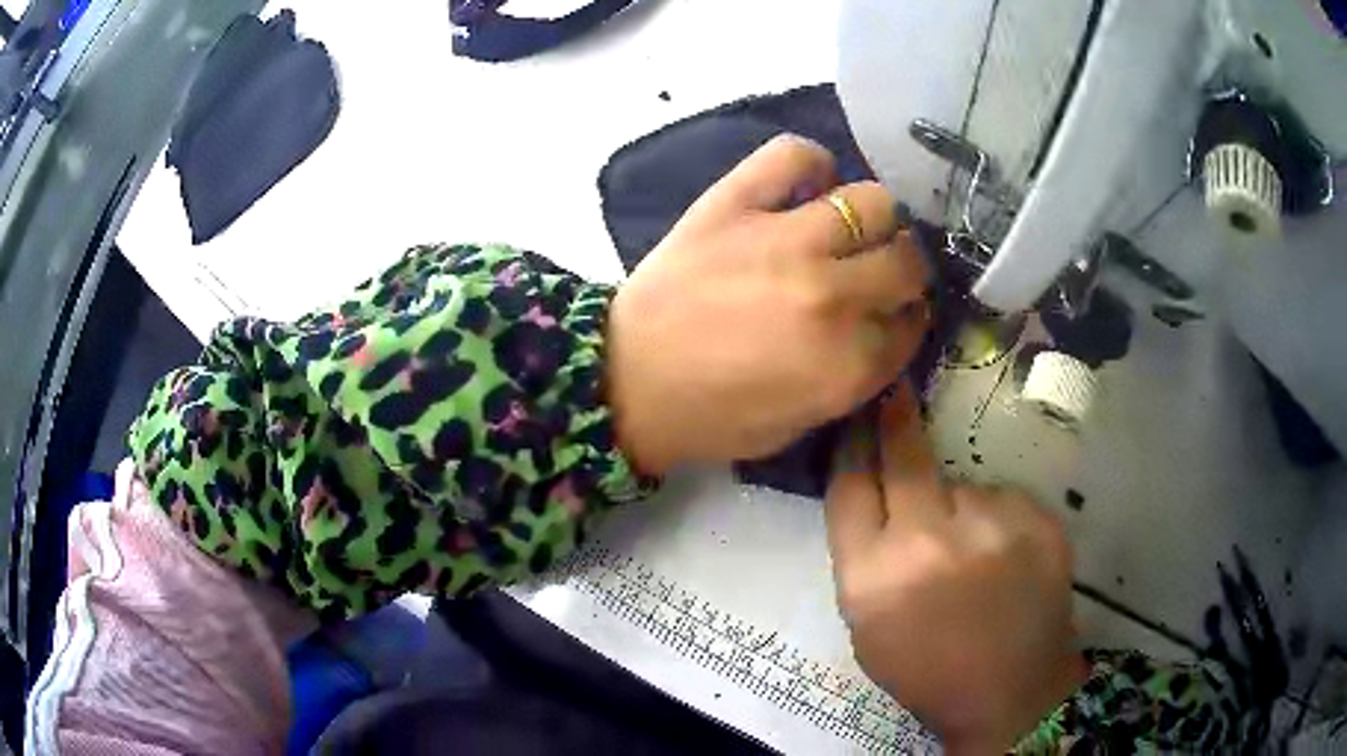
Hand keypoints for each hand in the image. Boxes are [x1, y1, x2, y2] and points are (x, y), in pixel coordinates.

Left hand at [605, 134, 929, 474]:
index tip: (893, 313)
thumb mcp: (800, 424)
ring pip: (874, 202)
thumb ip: (856, 379)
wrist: (625, 382)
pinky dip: (810, 163)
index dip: (907, 318)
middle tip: (876, 272)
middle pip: (907, 260)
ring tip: (848, 229)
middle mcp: (832, 296)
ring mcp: (785, 240)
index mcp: (848, 363)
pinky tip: (807, 185)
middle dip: (903, 270)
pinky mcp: (734, 203)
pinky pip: (794, 155)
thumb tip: (885, 330)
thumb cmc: (712, 416)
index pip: (914, 323)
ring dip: (874, 219)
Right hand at [825, 383, 1085, 754]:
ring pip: (962, 484)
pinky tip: (1005, 558)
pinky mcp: (1036, 519)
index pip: (849, 486)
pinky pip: (1003, 499)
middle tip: (895, 393)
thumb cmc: (929, 670)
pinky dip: (997, 519)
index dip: (851, 446)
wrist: (1012, 693)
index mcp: (872, 578)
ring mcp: (991, 525)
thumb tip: (873, 489)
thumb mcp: (868, 627)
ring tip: (974, 552)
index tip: (856, 417)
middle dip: (894, 418)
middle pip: (903, 456)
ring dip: (959, 504)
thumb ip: (863, 557)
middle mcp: (928, 541)